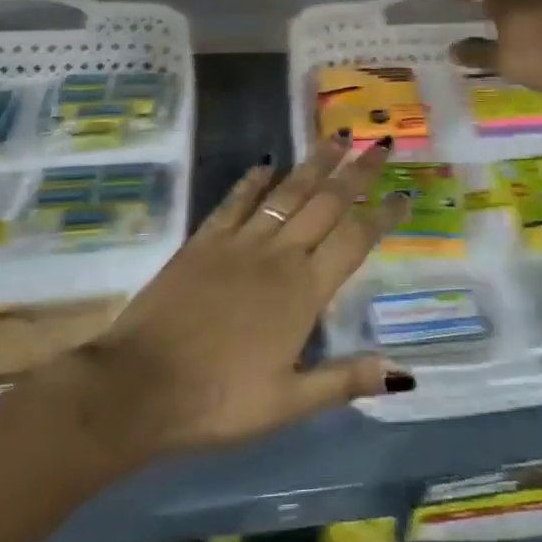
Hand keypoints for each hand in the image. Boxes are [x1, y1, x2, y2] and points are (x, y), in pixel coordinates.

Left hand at [71, 137, 413, 459]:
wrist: (136, 389)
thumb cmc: (217, 401)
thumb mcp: (288, 403)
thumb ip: (346, 379)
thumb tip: (404, 372)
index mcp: (304, 291)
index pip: (355, 240)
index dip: (383, 215)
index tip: (405, 195)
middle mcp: (278, 255)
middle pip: (326, 203)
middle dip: (356, 173)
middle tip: (378, 145)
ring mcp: (238, 243)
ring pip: (286, 192)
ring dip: (313, 164)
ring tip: (335, 137)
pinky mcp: (203, 242)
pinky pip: (234, 201)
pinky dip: (252, 180)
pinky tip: (266, 163)